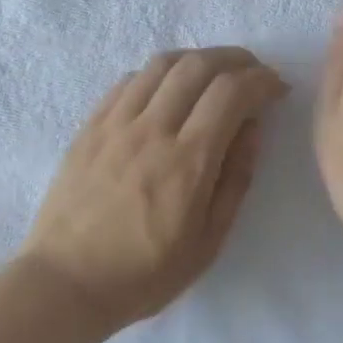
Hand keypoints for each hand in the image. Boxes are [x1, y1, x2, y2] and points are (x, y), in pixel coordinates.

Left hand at [21, 47, 286, 326]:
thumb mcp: (209, 242)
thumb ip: (236, 179)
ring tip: (213, 74)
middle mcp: (152, 130)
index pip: (231, 92)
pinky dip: (159, 73)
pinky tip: (168, 89)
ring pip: (162, 64)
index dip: (261, 80)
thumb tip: (252, 127)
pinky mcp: (90, 126)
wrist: (66, 284)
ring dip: (197, 59)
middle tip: (252, 73)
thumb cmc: (145, 273)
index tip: (276, 88)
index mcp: (187, 162)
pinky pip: (129, 80)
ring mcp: (116, 124)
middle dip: (236, 59)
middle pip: (199, 65)